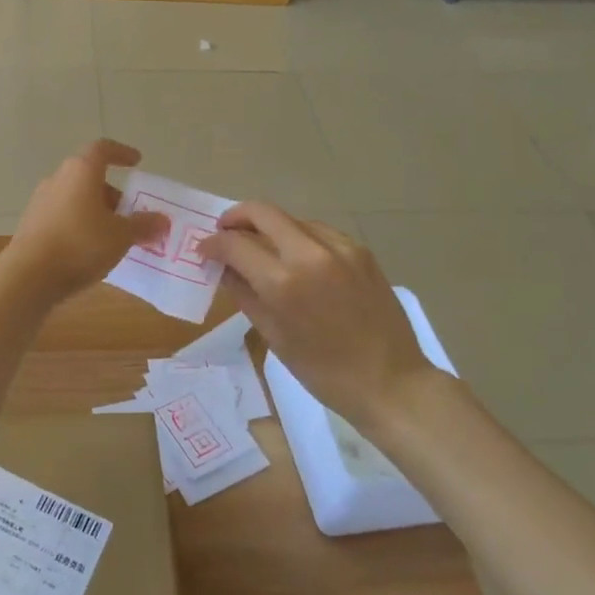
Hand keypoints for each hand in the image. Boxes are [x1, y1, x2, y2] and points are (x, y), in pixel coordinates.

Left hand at [2, 140, 168, 303]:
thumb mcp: (121, 236)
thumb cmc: (80, 244)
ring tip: (115, 237)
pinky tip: (91, 251)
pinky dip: (81, 225)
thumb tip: (163, 220)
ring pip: (76, 198)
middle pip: (89, 177)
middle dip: (112, 194)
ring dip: (97, 211)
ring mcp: (41, 202)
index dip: (121, 153)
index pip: (102, 149)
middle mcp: (58, 179)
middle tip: (131, 214)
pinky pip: (64, 217)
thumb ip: (143, 225)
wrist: (29, 276)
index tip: (136, 162)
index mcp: (81, 171)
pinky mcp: (32, 225)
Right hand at [199, 203, 435, 425]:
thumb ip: (244, 294)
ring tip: (261, 248)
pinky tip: (297, 258)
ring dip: (269, 227)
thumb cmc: (323, 371)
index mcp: (283, 282)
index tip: (204, 251)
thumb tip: (224, 268)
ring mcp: (339, 248)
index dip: (213, 244)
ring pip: (291, 219)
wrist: (391, 382)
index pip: (235, 244)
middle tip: (225, 232)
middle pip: (262, 212)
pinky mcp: (360, 251)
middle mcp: (309, 254)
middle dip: (236, 217)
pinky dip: (299, 237)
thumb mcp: (274, 336)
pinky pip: (319, 231)